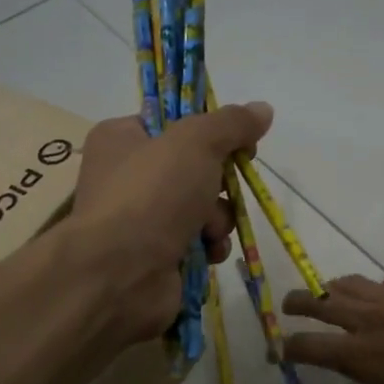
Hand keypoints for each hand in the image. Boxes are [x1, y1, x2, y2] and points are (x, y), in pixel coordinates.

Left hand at [69, 102, 273, 343]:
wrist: (121, 273)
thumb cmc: (152, 194)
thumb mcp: (195, 142)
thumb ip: (231, 123)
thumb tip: (262, 109)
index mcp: (122, 139)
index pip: (172, 123)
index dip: (210, 131)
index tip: (239, 141)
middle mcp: (128, 177)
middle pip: (195, 168)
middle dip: (219, 183)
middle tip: (223, 187)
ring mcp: (142, 220)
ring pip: (204, 207)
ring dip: (218, 218)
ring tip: (209, 230)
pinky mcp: (158, 255)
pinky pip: (200, 242)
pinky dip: (210, 246)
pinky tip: (208, 252)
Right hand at [282, 273, 383, 383]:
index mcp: (360, 357)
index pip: (308, 348)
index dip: (287, 348)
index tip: (278, 350)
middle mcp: (368, 321)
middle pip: (318, 302)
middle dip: (297, 303)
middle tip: (288, 306)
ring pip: (348, 283)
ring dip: (332, 289)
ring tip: (330, 294)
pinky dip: (379, 288)